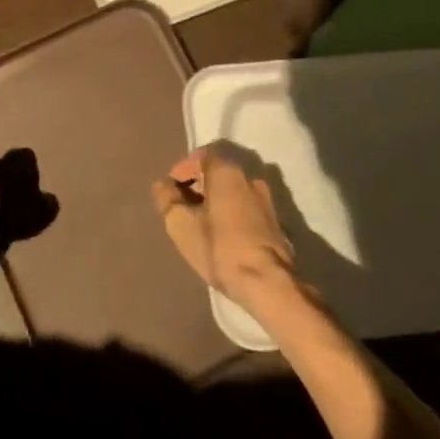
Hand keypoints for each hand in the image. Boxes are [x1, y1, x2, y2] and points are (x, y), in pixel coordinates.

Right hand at [150, 147, 296, 310]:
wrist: (269, 283)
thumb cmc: (220, 248)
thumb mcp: (180, 224)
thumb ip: (167, 199)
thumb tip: (164, 185)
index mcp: (227, 171)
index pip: (201, 155)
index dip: (183, 169)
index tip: (171, 190)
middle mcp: (250, 177)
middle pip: (218, 172)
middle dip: (198, 186)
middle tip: (182, 209)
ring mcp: (266, 200)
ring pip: (233, 191)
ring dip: (215, 202)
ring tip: (200, 225)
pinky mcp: (276, 222)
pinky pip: (245, 208)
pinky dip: (230, 214)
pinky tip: (222, 237)